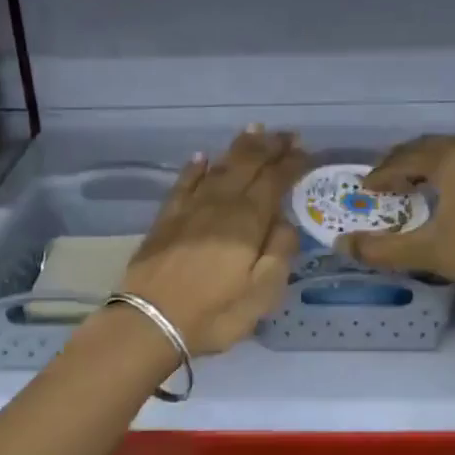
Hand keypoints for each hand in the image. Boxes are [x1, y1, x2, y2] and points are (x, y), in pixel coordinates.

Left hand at [120, 127, 305, 353]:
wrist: (150, 322)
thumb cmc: (214, 314)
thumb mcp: (262, 294)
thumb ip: (280, 253)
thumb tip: (286, 222)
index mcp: (247, 221)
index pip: (273, 181)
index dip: (291, 164)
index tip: (305, 150)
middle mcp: (219, 205)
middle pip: (246, 165)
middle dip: (268, 147)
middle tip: (287, 135)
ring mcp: (189, 209)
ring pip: (218, 168)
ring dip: (238, 149)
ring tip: (254, 132)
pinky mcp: (165, 219)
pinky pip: (184, 183)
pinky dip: (195, 168)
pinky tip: (201, 158)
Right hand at [339, 135, 454, 301]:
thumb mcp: (427, 252)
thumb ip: (382, 249)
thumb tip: (342, 246)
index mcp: (450, 159)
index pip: (404, 158)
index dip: (381, 174)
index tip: (365, 189)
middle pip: (428, 147)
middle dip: (402, 162)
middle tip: (384, 182)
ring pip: (452, 152)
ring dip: (428, 164)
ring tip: (412, 183)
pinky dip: (451, 170)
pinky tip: (449, 191)